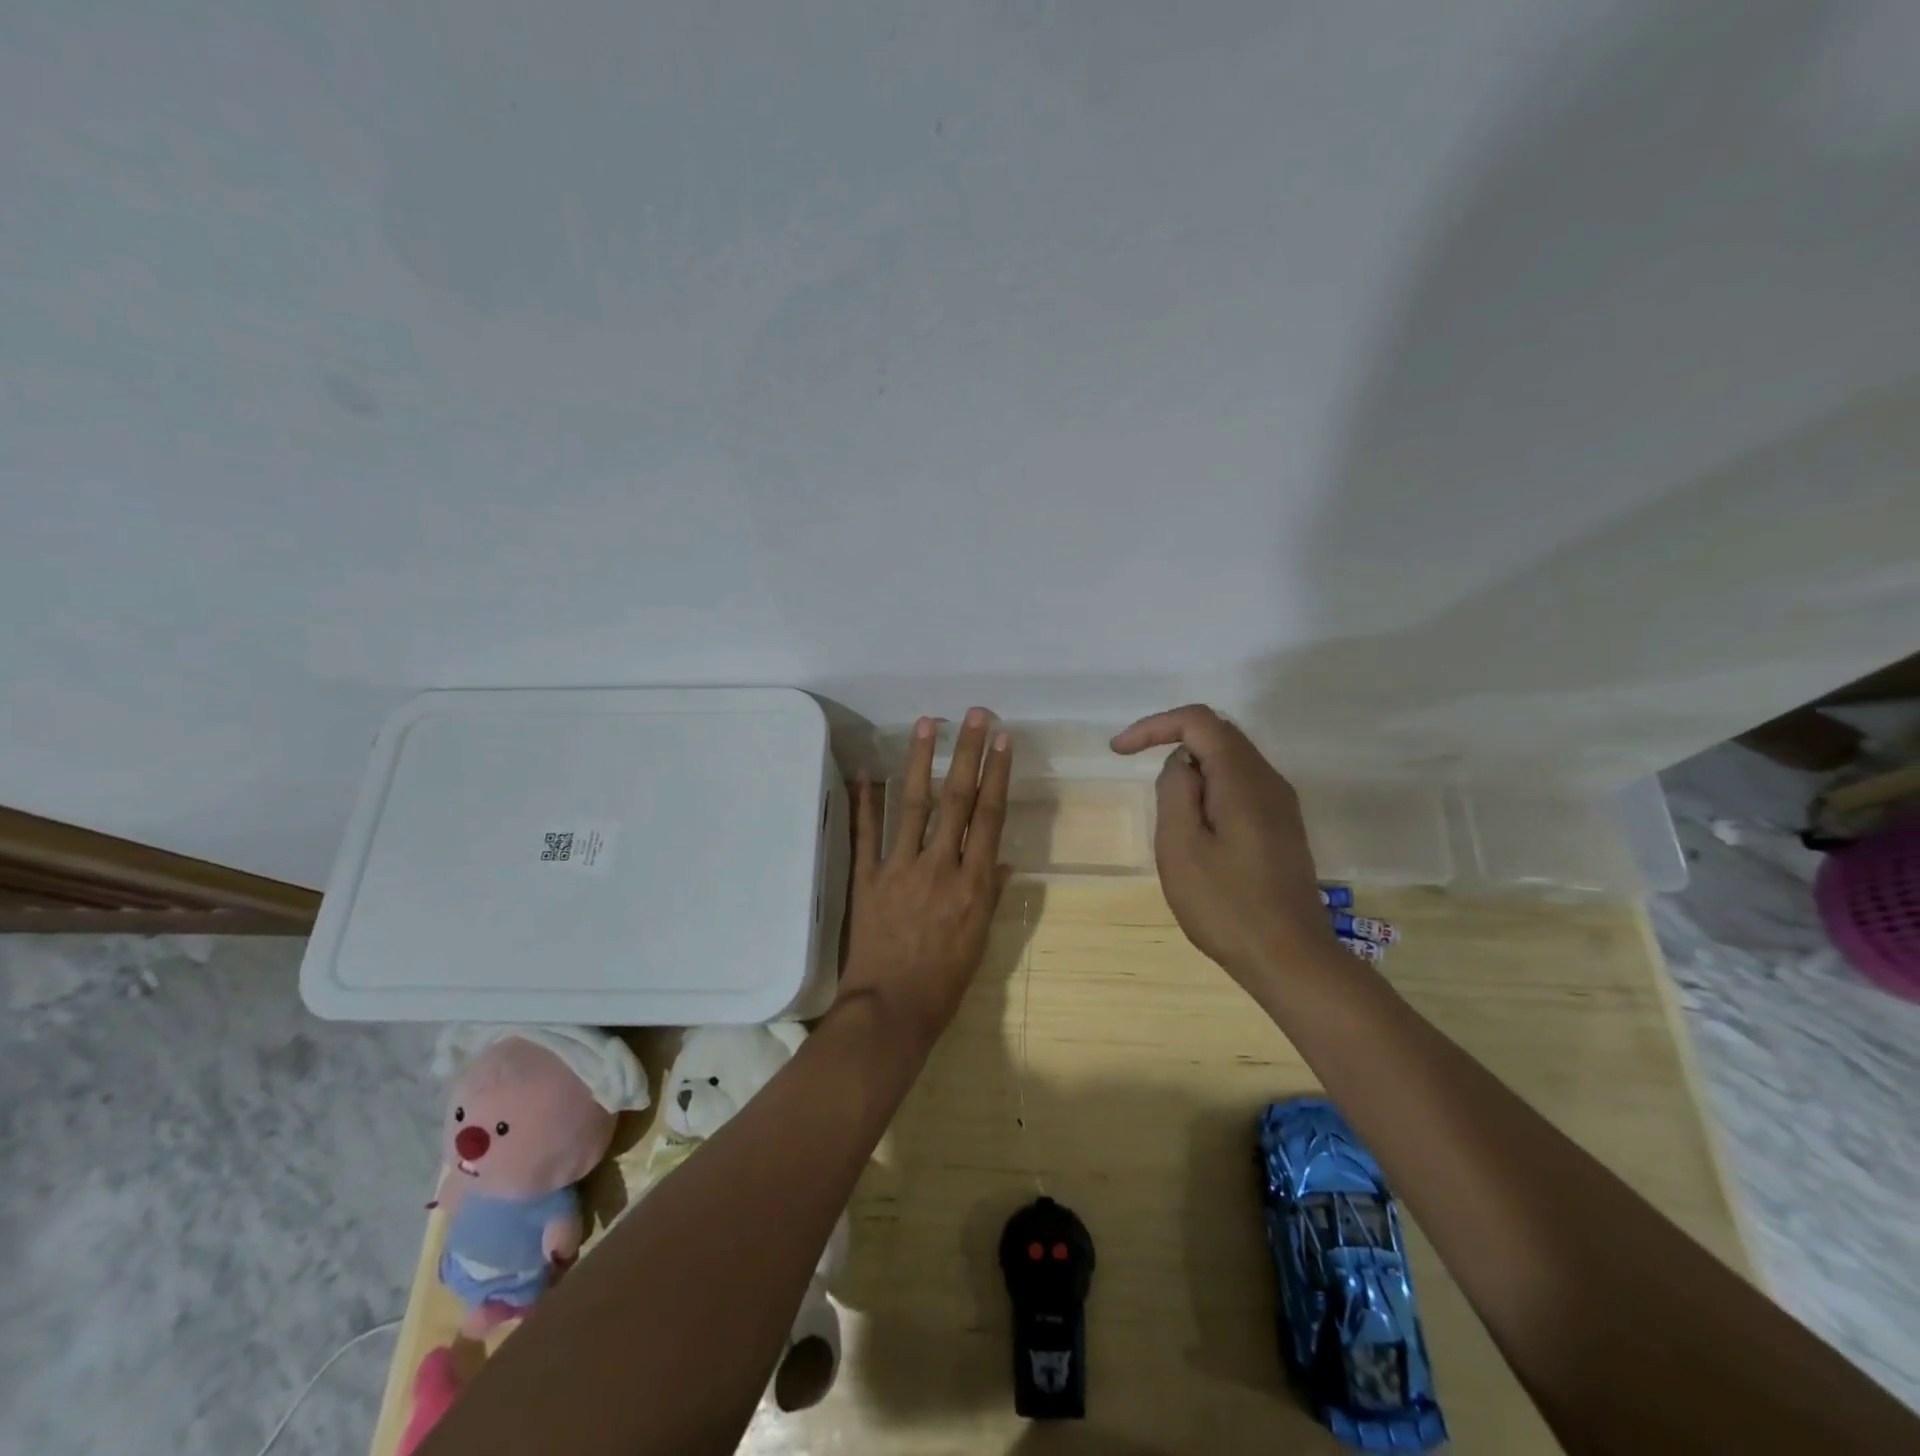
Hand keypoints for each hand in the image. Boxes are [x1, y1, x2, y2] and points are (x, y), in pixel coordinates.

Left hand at [838, 708, 1013, 1050]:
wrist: (891, 1010)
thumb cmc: (944, 982)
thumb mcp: (980, 941)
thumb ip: (991, 896)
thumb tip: (1002, 861)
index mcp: (973, 884)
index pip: (990, 817)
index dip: (997, 775)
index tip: (1003, 740)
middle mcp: (940, 866)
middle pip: (957, 800)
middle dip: (967, 754)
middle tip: (974, 715)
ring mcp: (899, 869)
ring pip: (913, 805)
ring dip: (921, 761)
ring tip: (928, 723)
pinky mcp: (867, 878)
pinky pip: (866, 833)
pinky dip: (865, 801)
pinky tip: (868, 770)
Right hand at [1111, 705, 1336, 985]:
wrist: (1290, 959)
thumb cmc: (1226, 906)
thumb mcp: (1181, 847)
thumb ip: (1176, 791)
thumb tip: (1182, 765)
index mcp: (1243, 779)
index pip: (1199, 721)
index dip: (1155, 726)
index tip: (1120, 751)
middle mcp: (1268, 781)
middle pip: (1218, 734)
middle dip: (1172, 743)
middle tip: (1138, 772)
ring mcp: (1281, 804)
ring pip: (1231, 761)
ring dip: (1191, 770)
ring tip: (1167, 812)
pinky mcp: (1282, 827)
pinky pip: (1241, 786)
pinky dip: (1210, 789)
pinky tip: (1196, 828)